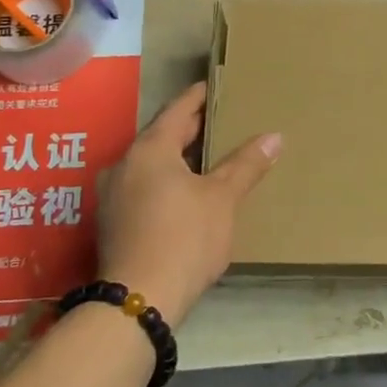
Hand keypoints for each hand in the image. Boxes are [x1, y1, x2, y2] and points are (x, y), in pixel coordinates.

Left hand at [97, 83, 279, 326]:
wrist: (139, 300)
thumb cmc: (184, 237)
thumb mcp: (222, 199)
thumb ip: (246, 165)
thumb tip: (274, 136)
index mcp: (149, 150)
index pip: (177, 110)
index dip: (198, 97)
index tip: (215, 86)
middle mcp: (124, 165)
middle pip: (161, 136)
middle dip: (190, 129)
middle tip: (220, 121)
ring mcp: (112, 196)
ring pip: (151, 164)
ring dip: (178, 158)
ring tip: (209, 158)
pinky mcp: (112, 223)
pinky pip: (143, 187)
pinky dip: (166, 181)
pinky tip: (187, 194)